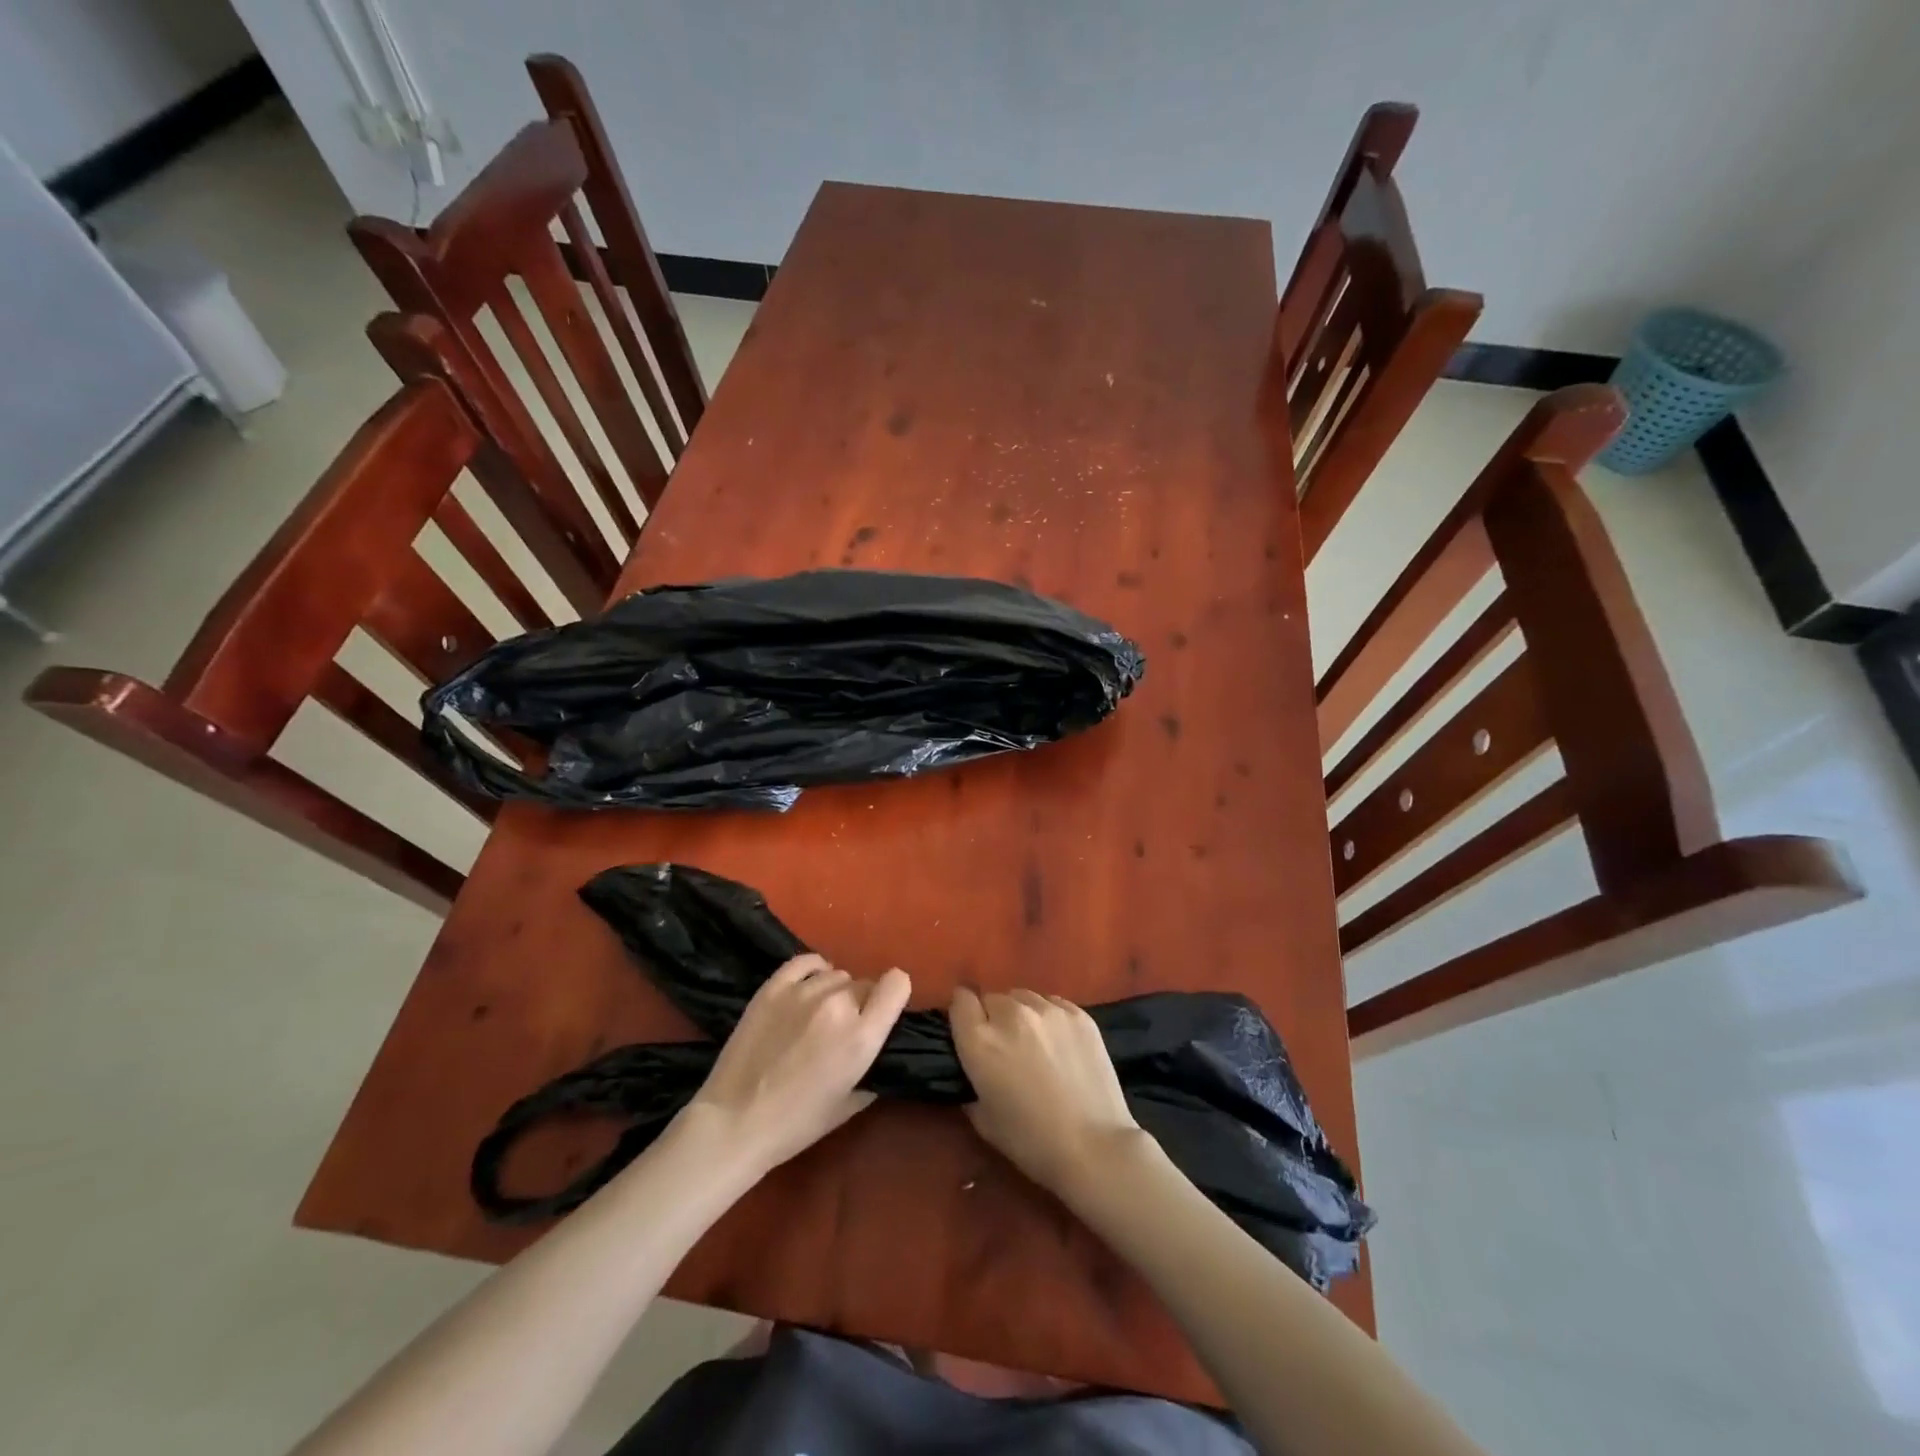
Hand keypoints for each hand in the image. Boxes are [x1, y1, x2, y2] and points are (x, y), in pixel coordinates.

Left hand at [684, 954, 909, 1175]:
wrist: (734, 1122)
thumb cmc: (796, 1124)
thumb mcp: (849, 1105)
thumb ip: (872, 1071)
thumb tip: (878, 1053)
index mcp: (861, 1036)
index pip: (897, 984)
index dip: (895, 995)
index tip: (885, 1011)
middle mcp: (838, 1005)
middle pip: (865, 984)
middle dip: (862, 1004)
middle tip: (843, 1030)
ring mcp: (803, 992)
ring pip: (837, 975)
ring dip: (836, 992)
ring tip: (818, 1016)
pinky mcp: (773, 987)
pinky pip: (806, 963)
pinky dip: (814, 971)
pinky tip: (809, 987)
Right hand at [949, 988, 1142, 1192]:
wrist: (1095, 1147)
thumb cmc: (1032, 1142)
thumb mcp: (983, 1120)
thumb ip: (970, 1084)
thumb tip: (974, 1068)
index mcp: (981, 1040)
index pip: (961, 1001)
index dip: (963, 1013)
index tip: (970, 1029)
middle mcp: (1011, 1014)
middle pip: (992, 998)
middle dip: (993, 1017)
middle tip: (1006, 1047)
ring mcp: (1048, 1010)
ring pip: (1023, 997)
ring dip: (1021, 1014)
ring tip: (1035, 1042)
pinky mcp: (1078, 1013)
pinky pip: (1052, 1003)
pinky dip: (1049, 1017)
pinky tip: (1060, 1044)